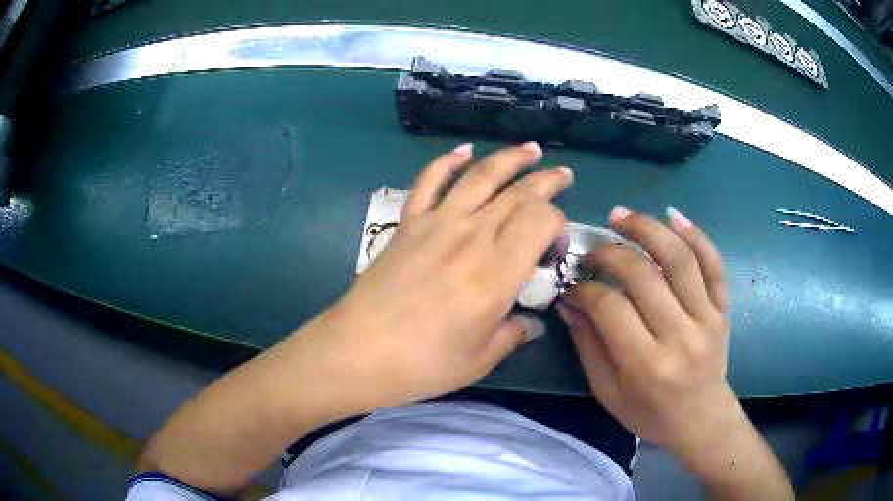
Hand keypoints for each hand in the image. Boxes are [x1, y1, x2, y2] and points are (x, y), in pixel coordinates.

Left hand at [305, 142, 572, 410]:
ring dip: (509, 158)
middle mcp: (471, 237)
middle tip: (564, 176)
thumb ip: (513, 334)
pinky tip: (463, 150)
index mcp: (497, 272)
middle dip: (547, 181)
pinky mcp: (407, 224)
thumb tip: (532, 324)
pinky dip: (447, 161)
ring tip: (530, 149)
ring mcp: (436, 224)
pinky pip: (429, 181)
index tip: (554, 252)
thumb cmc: (422, 364)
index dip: (558, 225)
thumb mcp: (479, 359)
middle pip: (518, 193)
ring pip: (480, 176)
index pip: (541, 219)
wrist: (356, 352)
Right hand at [558, 207, 735, 453]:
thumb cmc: (651, 414)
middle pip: (643, 275)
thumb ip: (589, 346)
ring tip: (621, 216)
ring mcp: (707, 318)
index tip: (572, 284)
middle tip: (590, 249)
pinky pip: (713, 264)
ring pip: (680, 259)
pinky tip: (673, 216)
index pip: (611, 308)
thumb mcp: (609, 392)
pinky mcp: (722, 308)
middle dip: (609, 254)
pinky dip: (695, 235)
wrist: (702, 419)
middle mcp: (680, 335)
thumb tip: (570, 304)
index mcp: (647, 364)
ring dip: (647, 229)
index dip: (585, 289)